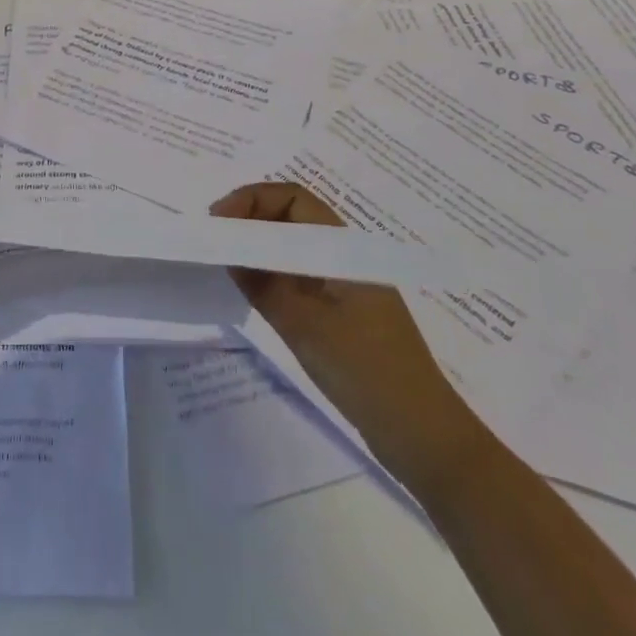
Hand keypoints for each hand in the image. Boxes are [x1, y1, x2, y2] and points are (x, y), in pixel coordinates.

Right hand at [210, 182, 488, 494]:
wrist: (422, 436)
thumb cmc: (365, 372)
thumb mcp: (305, 325)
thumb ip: (263, 284)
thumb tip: (228, 250)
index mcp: (345, 250)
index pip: (293, 198)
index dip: (252, 200)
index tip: (218, 221)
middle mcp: (345, 258)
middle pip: (292, 217)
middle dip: (250, 218)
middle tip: (214, 239)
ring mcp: (344, 286)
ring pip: (293, 247)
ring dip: (259, 246)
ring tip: (224, 260)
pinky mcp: (341, 313)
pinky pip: (298, 276)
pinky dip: (271, 273)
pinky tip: (250, 289)